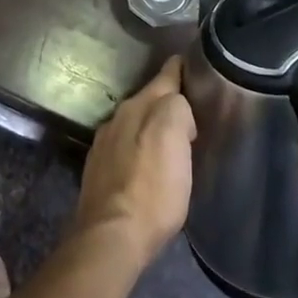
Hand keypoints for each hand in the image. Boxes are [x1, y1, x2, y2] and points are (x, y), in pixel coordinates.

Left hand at [75, 56, 196, 266]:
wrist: (112, 235)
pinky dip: (140, 148)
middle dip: (170, 100)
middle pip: (150, 99)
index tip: (198, 62)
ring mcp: (104, 143)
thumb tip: (179, 110)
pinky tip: (149, 163)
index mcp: (138, 105)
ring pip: (136, 123)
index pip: (166, 74)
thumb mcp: (176, 138)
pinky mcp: (99, 170)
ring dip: (153, 126)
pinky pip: (126, 147)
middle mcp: (117, 117)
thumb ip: (178, 108)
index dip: (183, 67)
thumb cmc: (153, 188)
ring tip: (175, 138)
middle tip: (196, 109)